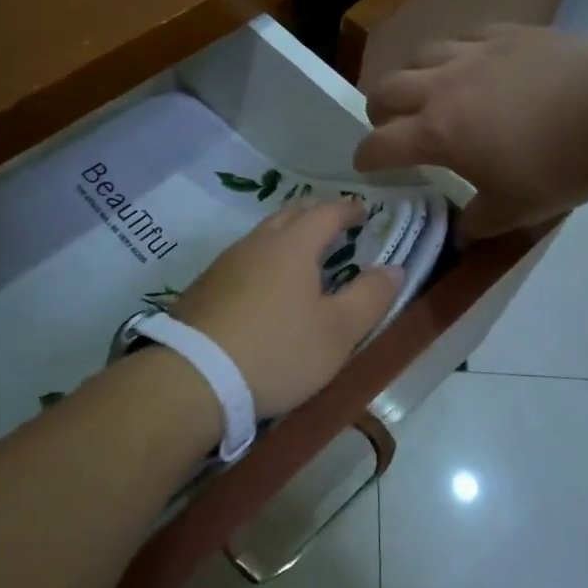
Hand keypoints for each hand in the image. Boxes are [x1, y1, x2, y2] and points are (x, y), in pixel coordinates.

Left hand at [173, 200, 404, 415]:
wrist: (194, 377)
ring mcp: (225, 263)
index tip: (363, 212)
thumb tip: (393, 268)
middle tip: (334, 226)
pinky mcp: (205, 287)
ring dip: (286, 236)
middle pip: (290, 215)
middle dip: (315, 215)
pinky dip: (263, 259)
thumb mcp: (338, 332)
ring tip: (302, 254)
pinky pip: (243, 259)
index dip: (348, 209)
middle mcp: (257, 244)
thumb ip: (370, 297)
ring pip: (263, 236)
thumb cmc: (278, 351)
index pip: (326, 212)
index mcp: (293, 245)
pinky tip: (265, 284)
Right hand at [354, 24, 587, 238]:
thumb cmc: (560, 166)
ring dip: (414, 76)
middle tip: (391, 126)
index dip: (366, 158)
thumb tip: (462, 233)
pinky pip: (465, 36)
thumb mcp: (515, 210)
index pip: (380, 144)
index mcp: (438, 132)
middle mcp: (444, 86)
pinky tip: (474, 64)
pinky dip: (457, 53)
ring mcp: (476, 52)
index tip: (366, 167)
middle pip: (388, 89)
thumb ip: (479, 222)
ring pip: (421, 54)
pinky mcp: (509, 33)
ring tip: (429, 91)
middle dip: (379, 111)